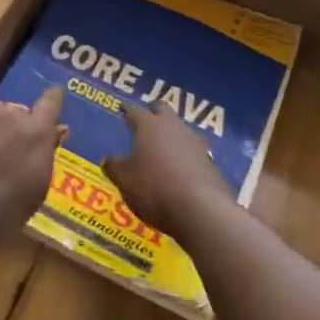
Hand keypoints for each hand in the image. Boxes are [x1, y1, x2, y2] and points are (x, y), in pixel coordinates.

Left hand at [0, 87, 62, 241]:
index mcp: (37, 131)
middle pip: (20, 110)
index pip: (51, 103)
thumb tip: (58, 130)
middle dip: (19, 124)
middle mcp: (11, 114)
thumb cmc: (7, 208)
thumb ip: (47, 152)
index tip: (55, 95)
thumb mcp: (38, 187)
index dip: (54, 99)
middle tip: (13, 144)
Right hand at [112, 101, 230, 238]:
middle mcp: (174, 127)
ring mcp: (196, 143)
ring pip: (181, 129)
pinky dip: (185, 155)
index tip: (122, 108)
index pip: (135, 111)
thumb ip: (114, 167)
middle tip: (146, 119)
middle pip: (163, 110)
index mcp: (149, 126)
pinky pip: (194, 152)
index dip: (127, 109)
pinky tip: (181, 168)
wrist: (201, 211)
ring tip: (163, 145)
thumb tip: (107, 158)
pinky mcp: (211, 163)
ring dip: (172, 134)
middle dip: (153, 112)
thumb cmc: (154, 189)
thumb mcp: (125, 180)